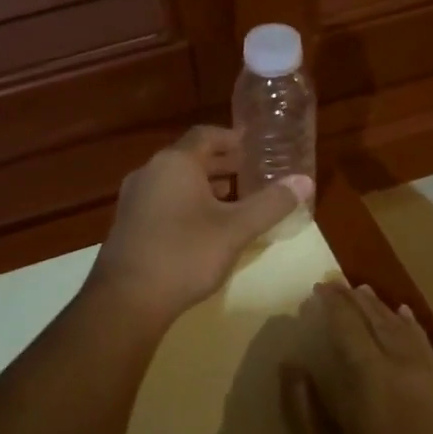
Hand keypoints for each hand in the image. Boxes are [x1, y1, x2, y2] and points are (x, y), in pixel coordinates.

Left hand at [87, 126, 312, 328]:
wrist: (127, 298)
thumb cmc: (185, 254)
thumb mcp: (235, 229)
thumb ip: (270, 203)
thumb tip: (305, 180)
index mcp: (175, 163)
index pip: (206, 135)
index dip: (233, 139)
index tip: (255, 147)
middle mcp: (150, 171)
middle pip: (189, 157)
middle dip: (221, 164)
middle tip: (251, 173)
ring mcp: (134, 198)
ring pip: (175, 181)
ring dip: (203, 185)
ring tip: (232, 198)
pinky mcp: (128, 223)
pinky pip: (162, 200)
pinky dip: (186, 202)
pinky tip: (203, 226)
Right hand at [284, 280, 432, 433]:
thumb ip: (303, 412)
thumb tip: (291, 368)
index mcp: (369, 378)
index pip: (348, 325)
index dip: (333, 303)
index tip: (320, 286)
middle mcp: (404, 366)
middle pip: (378, 320)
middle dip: (357, 299)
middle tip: (339, 283)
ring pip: (405, 329)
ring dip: (383, 308)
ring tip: (368, 293)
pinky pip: (427, 345)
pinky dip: (412, 326)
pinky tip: (409, 321)